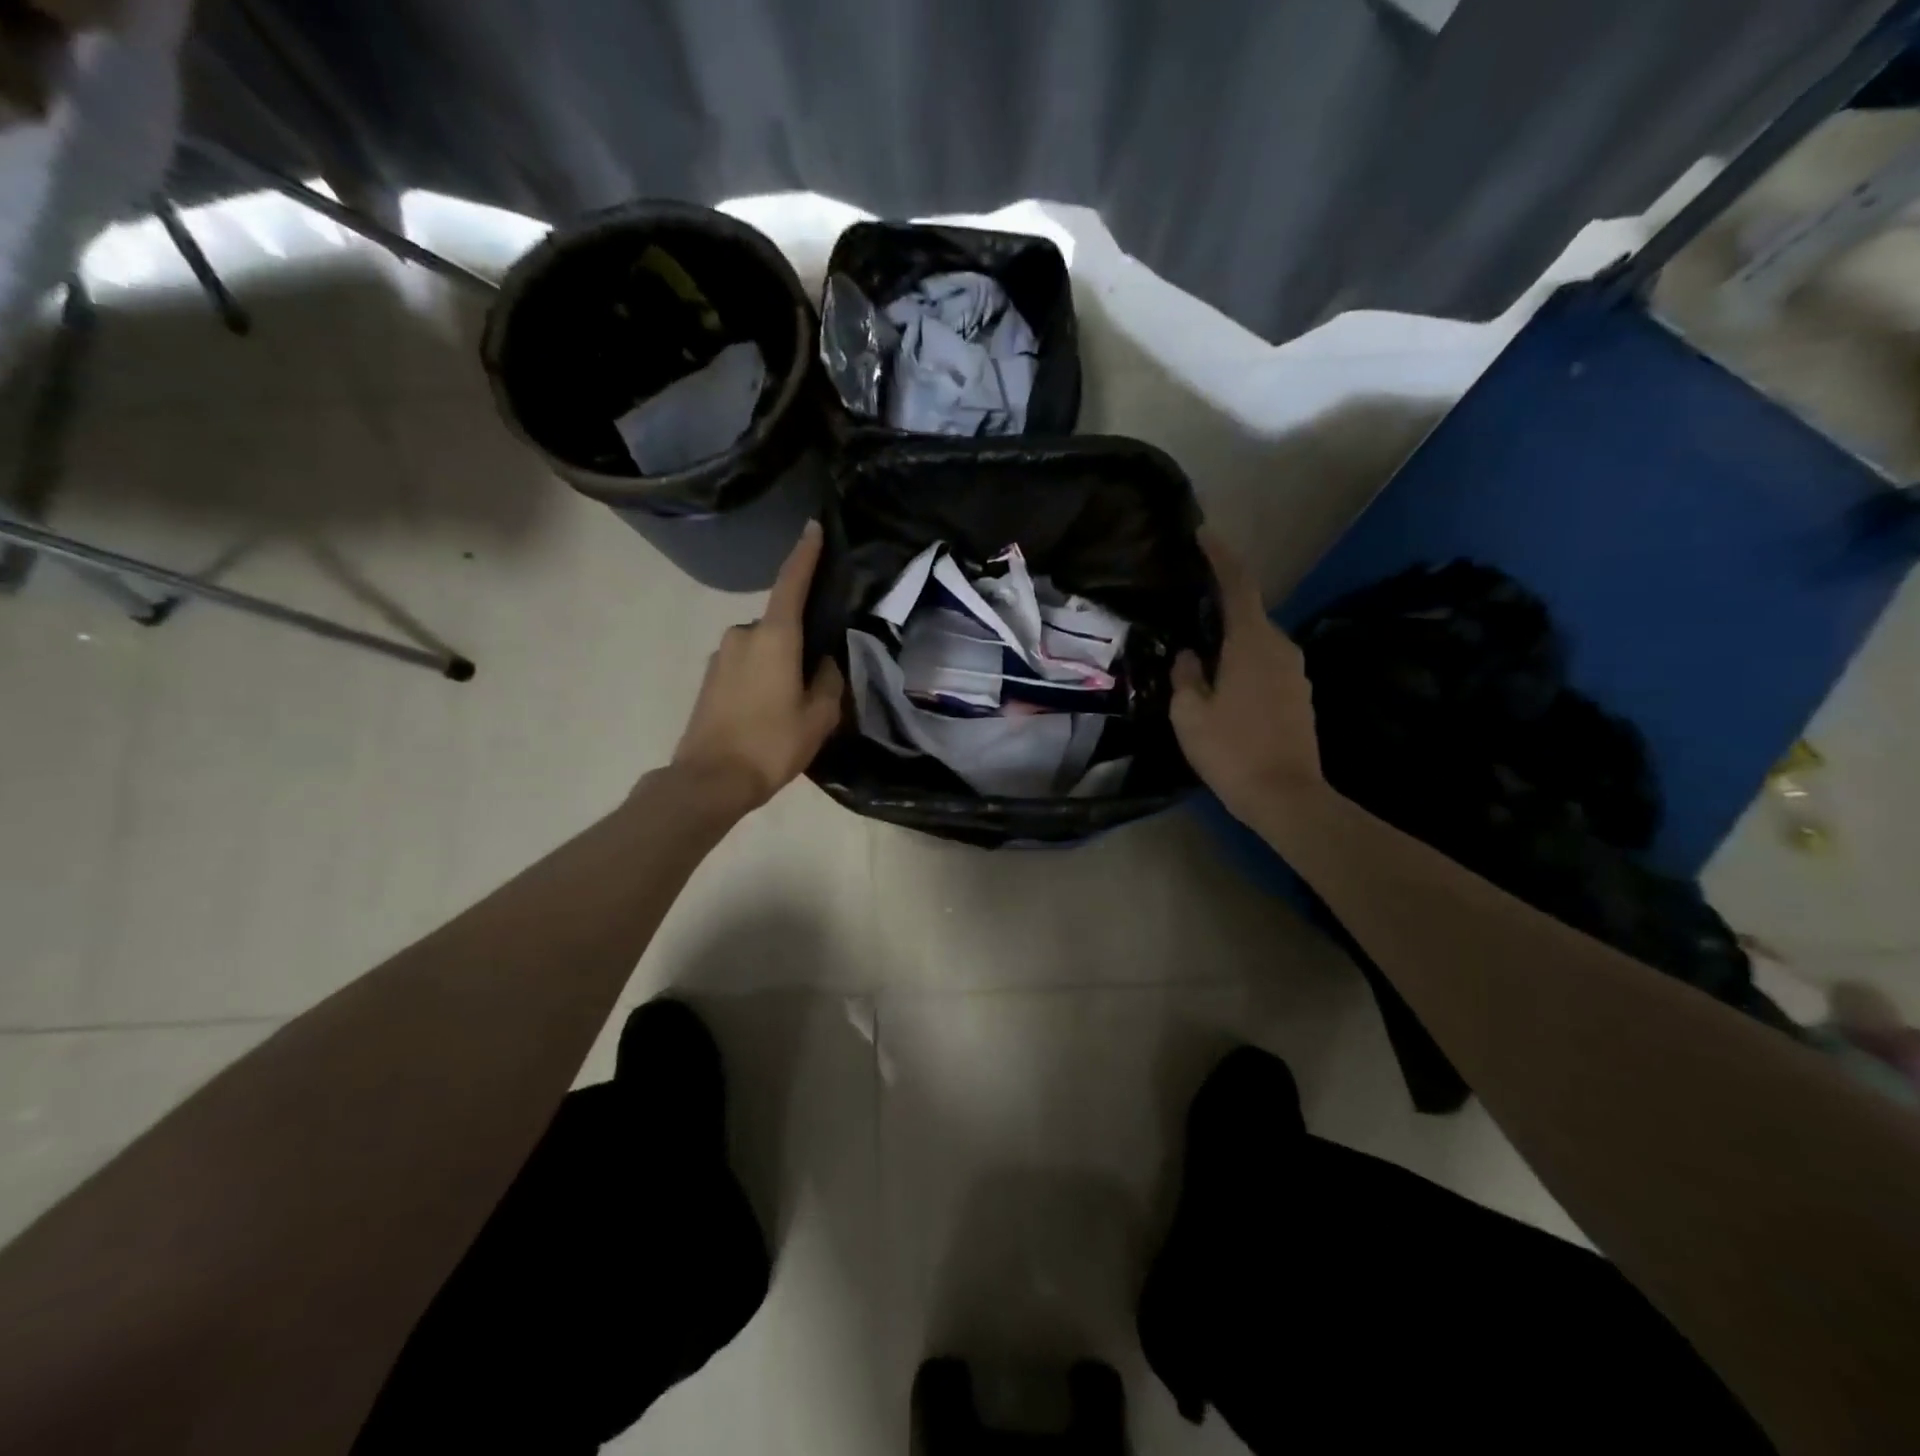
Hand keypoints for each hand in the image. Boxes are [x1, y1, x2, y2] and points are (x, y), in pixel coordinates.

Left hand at [671, 521, 845, 813]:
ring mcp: (721, 656)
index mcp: (774, 637)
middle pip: (781, 625)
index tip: (813, 527)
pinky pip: (746, 665)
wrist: (711, 780)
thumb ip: (828, 681)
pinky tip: (769, 712)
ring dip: (780, 664)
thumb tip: (822, 663)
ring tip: (793, 704)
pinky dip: (761, 678)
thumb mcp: (819, 716)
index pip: (792, 583)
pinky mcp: (710, 678)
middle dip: (799, 642)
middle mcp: (743, 635)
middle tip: (817, 678)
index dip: (805, 554)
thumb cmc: (772, 743)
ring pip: (763, 648)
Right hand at [1171, 532, 1325, 823]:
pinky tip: (1223, 690)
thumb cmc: (1231, 750)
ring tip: (1200, 661)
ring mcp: (1295, 672)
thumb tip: (1191, 656)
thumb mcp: (1189, 713)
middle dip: (1219, 610)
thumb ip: (1186, 676)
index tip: (1204, 534)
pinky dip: (1243, 665)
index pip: (1238, 585)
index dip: (1221, 556)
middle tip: (1186, 617)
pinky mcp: (1299, 695)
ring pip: (1256, 643)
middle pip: (1247, 614)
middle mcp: (1280, 648)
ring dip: (1230, 644)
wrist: (1286, 796)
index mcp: (1252, 643)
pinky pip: (1265, 665)